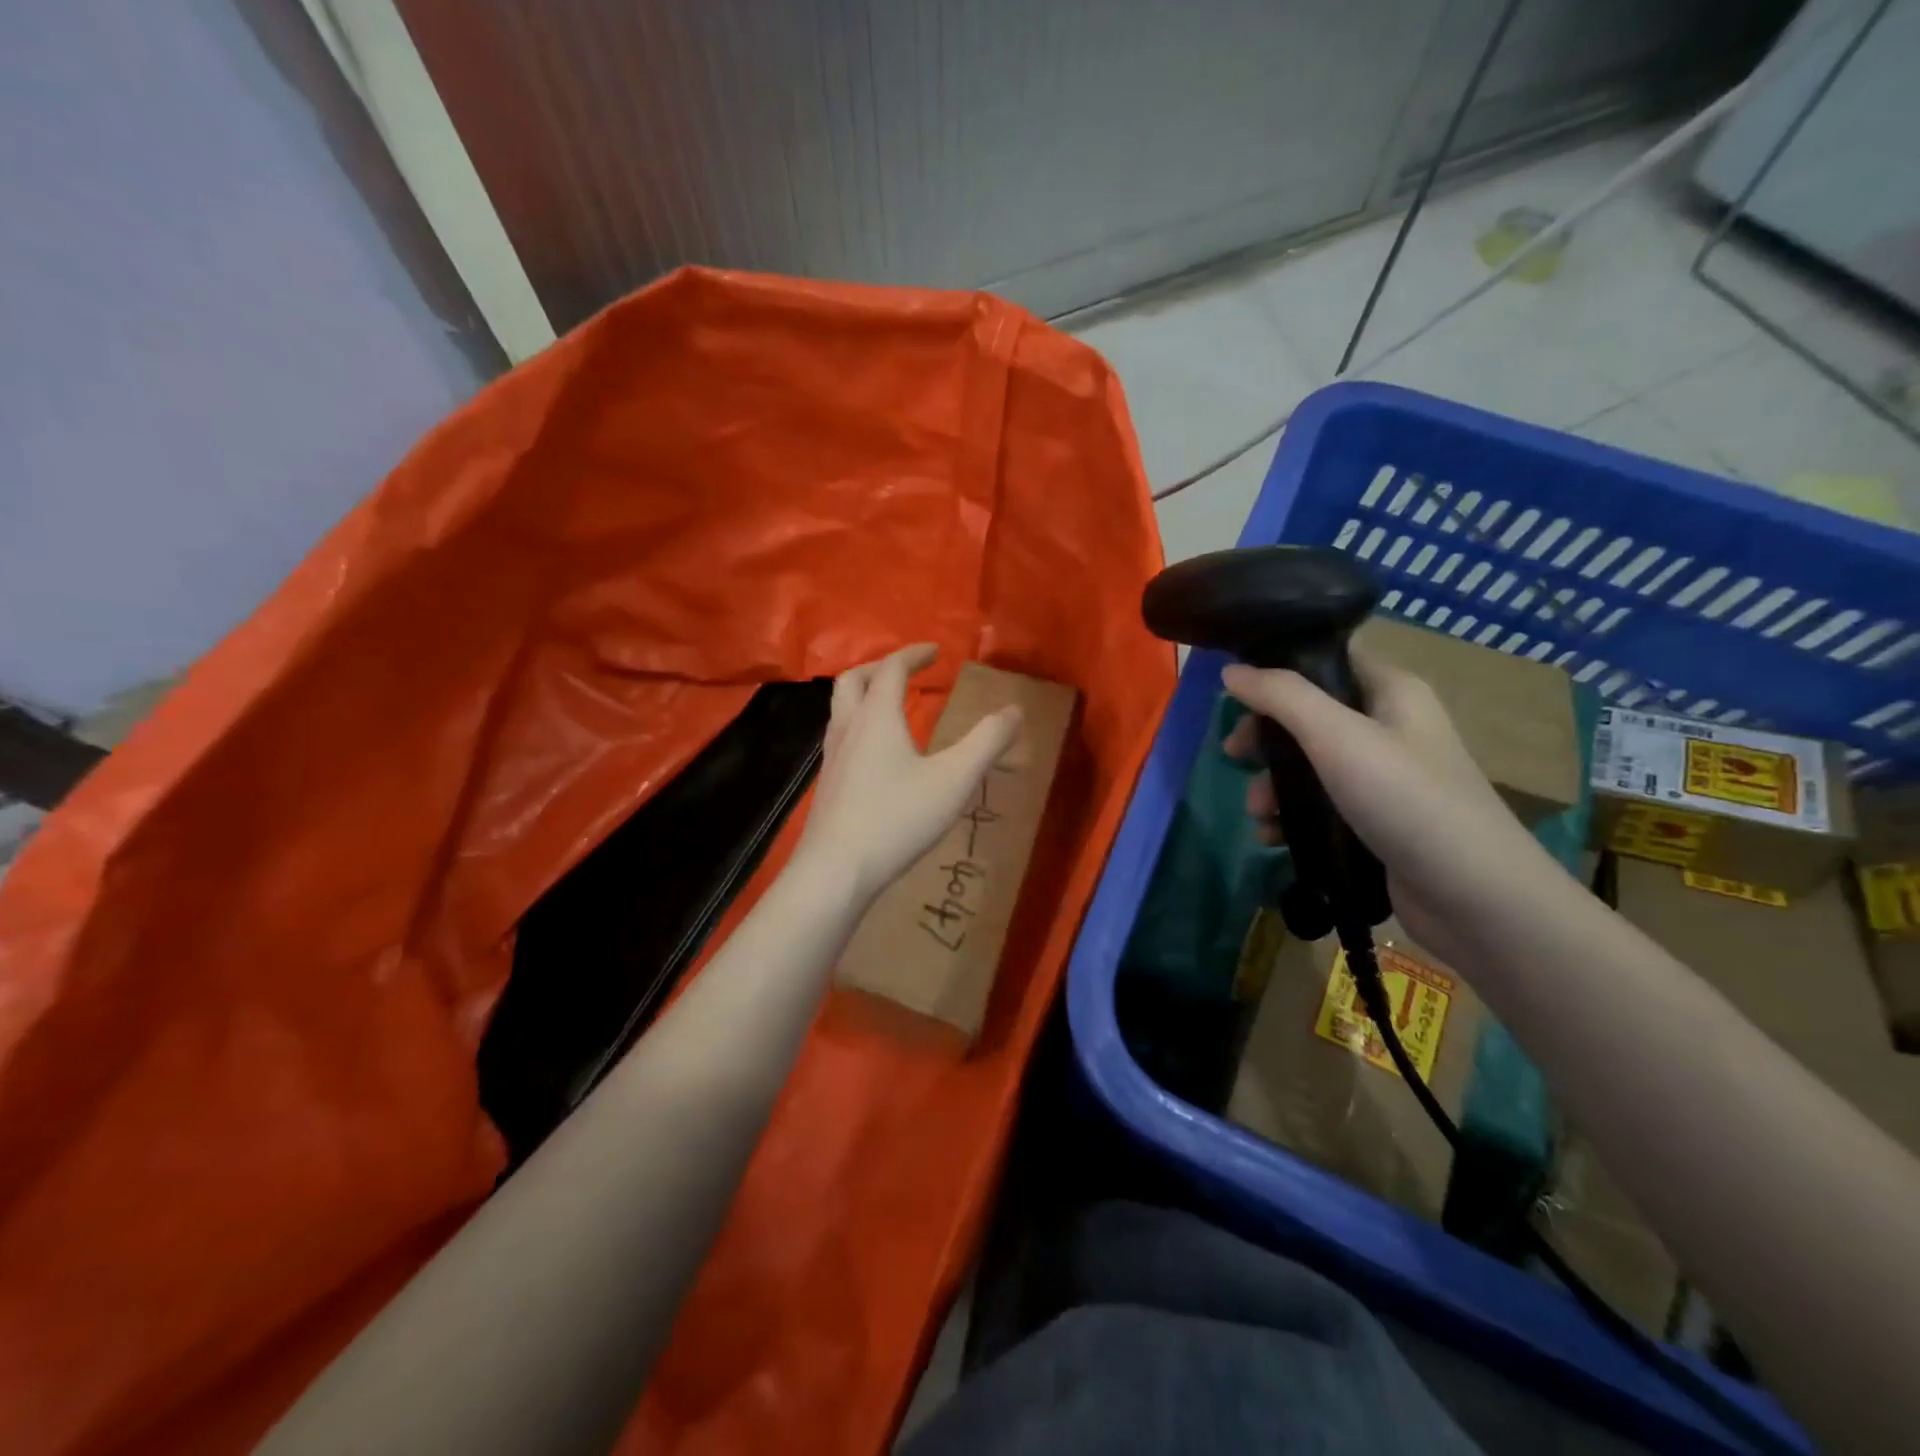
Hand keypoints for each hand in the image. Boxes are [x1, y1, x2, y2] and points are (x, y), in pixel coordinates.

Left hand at [794, 645, 1022, 905]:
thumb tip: (1014, 710)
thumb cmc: (898, 818)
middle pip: (853, 680)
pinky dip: (860, 725)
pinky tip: (878, 754)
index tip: (935, 651)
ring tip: (892, 707)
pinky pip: (840, 736)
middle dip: (880, 668)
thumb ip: (987, 742)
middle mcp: (847, 729)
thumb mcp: (954, 779)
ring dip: (865, 696)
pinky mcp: (828, 784)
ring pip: (840, 709)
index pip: (890, 669)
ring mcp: (832, 757)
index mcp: (876, 717)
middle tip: (908, 672)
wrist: (837, 870)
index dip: (913, 654)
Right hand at [1220, 649, 1557, 969]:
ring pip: (1308, 764)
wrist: (1475, 897)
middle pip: (1308, 715)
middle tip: (1233, 755)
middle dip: (1266, 737)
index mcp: (1391, 692)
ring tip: (1257, 814)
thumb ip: (1282, 697)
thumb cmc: (1408, 800)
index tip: (1234, 690)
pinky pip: (1320, 805)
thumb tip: (1232, 672)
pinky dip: (1291, 816)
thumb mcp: (1338, 737)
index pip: (1327, 659)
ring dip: (1273, 785)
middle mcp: (1389, 727)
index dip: (1279, 667)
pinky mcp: (1375, 820)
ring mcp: (1383, 777)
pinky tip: (1272, 836)